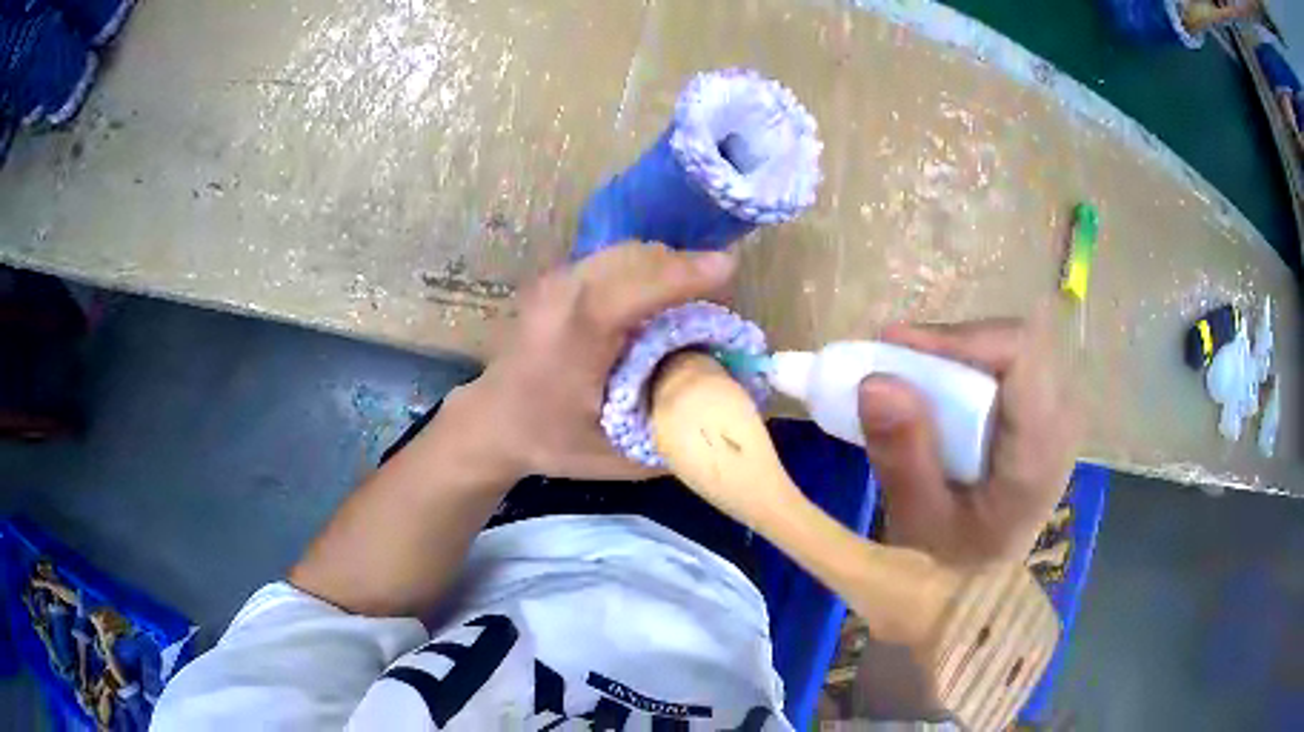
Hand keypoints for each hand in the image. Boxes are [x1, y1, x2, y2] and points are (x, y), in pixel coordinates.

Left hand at [455, 242, 736, 480]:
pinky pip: (615, 257)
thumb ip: (672, 440)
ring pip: (626, 251)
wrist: (493, 419)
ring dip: (666, 265)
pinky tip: (656, 296)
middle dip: (684, 269)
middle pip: (634, 259)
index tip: (727, 269)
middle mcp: (561, 299)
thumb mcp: (616, 458)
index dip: (676, 277)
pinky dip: (646, 266)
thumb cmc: (551, 440)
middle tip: (717, 300)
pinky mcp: (558, 277)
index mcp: (573, 344)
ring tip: (692, 298)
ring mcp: (556, 281)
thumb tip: (727, 414)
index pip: (622, 295)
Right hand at [857, 318, 1078, 565]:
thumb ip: (902, 456)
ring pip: (1013, 348)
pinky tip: (938, 392)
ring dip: (958, 353)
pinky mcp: (1045, 416)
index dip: (960, 338)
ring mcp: (1058, 418)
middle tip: (897, 362)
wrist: (983, 590)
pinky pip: (1011, 366)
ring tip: (910, 375)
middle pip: (1017, 343)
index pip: (1021, 355)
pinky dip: (968, 367)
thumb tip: (875, 380)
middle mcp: (1061, 424)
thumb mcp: (919, 523)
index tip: (898, 348)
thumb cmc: (953, 565)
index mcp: (1039, 452)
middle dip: (953, 344)